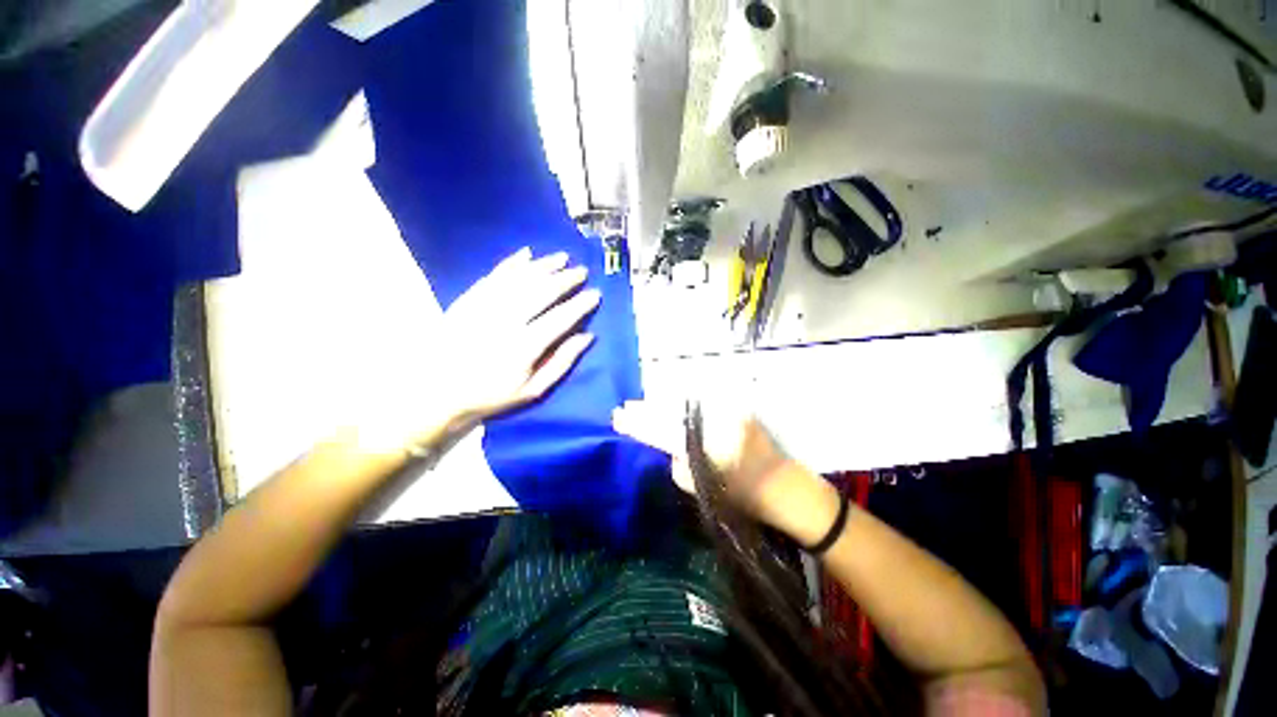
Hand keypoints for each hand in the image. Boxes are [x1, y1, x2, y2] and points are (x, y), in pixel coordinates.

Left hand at [436, 247, 599, 425]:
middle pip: (541, 292)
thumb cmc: (491, 395)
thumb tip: (587, 336)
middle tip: (582, 271)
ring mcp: (483, 307)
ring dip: (543, 265)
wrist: (436, 392)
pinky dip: (511, 263)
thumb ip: (561, 363)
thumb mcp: (532, 390)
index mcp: (523, 347)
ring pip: (519, 279)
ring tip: (562, 257)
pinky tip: (526, 254)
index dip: (580, 304)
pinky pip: (493, 276)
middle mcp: (504, 321)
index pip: (560, 318)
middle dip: (565, 279)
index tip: (595, 294)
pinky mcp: (467, 300)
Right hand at [613, 399, 799, 527]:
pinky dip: (681, 403)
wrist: (785, 486)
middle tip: (625, 409)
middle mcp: (715, 422)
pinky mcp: (736, 407)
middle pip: (671, 412)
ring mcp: (727, 411)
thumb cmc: (743, 498)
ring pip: (684, 403)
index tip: (617, 418)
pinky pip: (700, 402)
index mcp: (706, 448)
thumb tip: (665, 444)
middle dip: (646, 410)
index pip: (662, 431)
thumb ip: (678, 464)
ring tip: (640, 403)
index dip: (638, 424)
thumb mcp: (702, 489)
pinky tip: (667, 402)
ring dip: (661, 404)